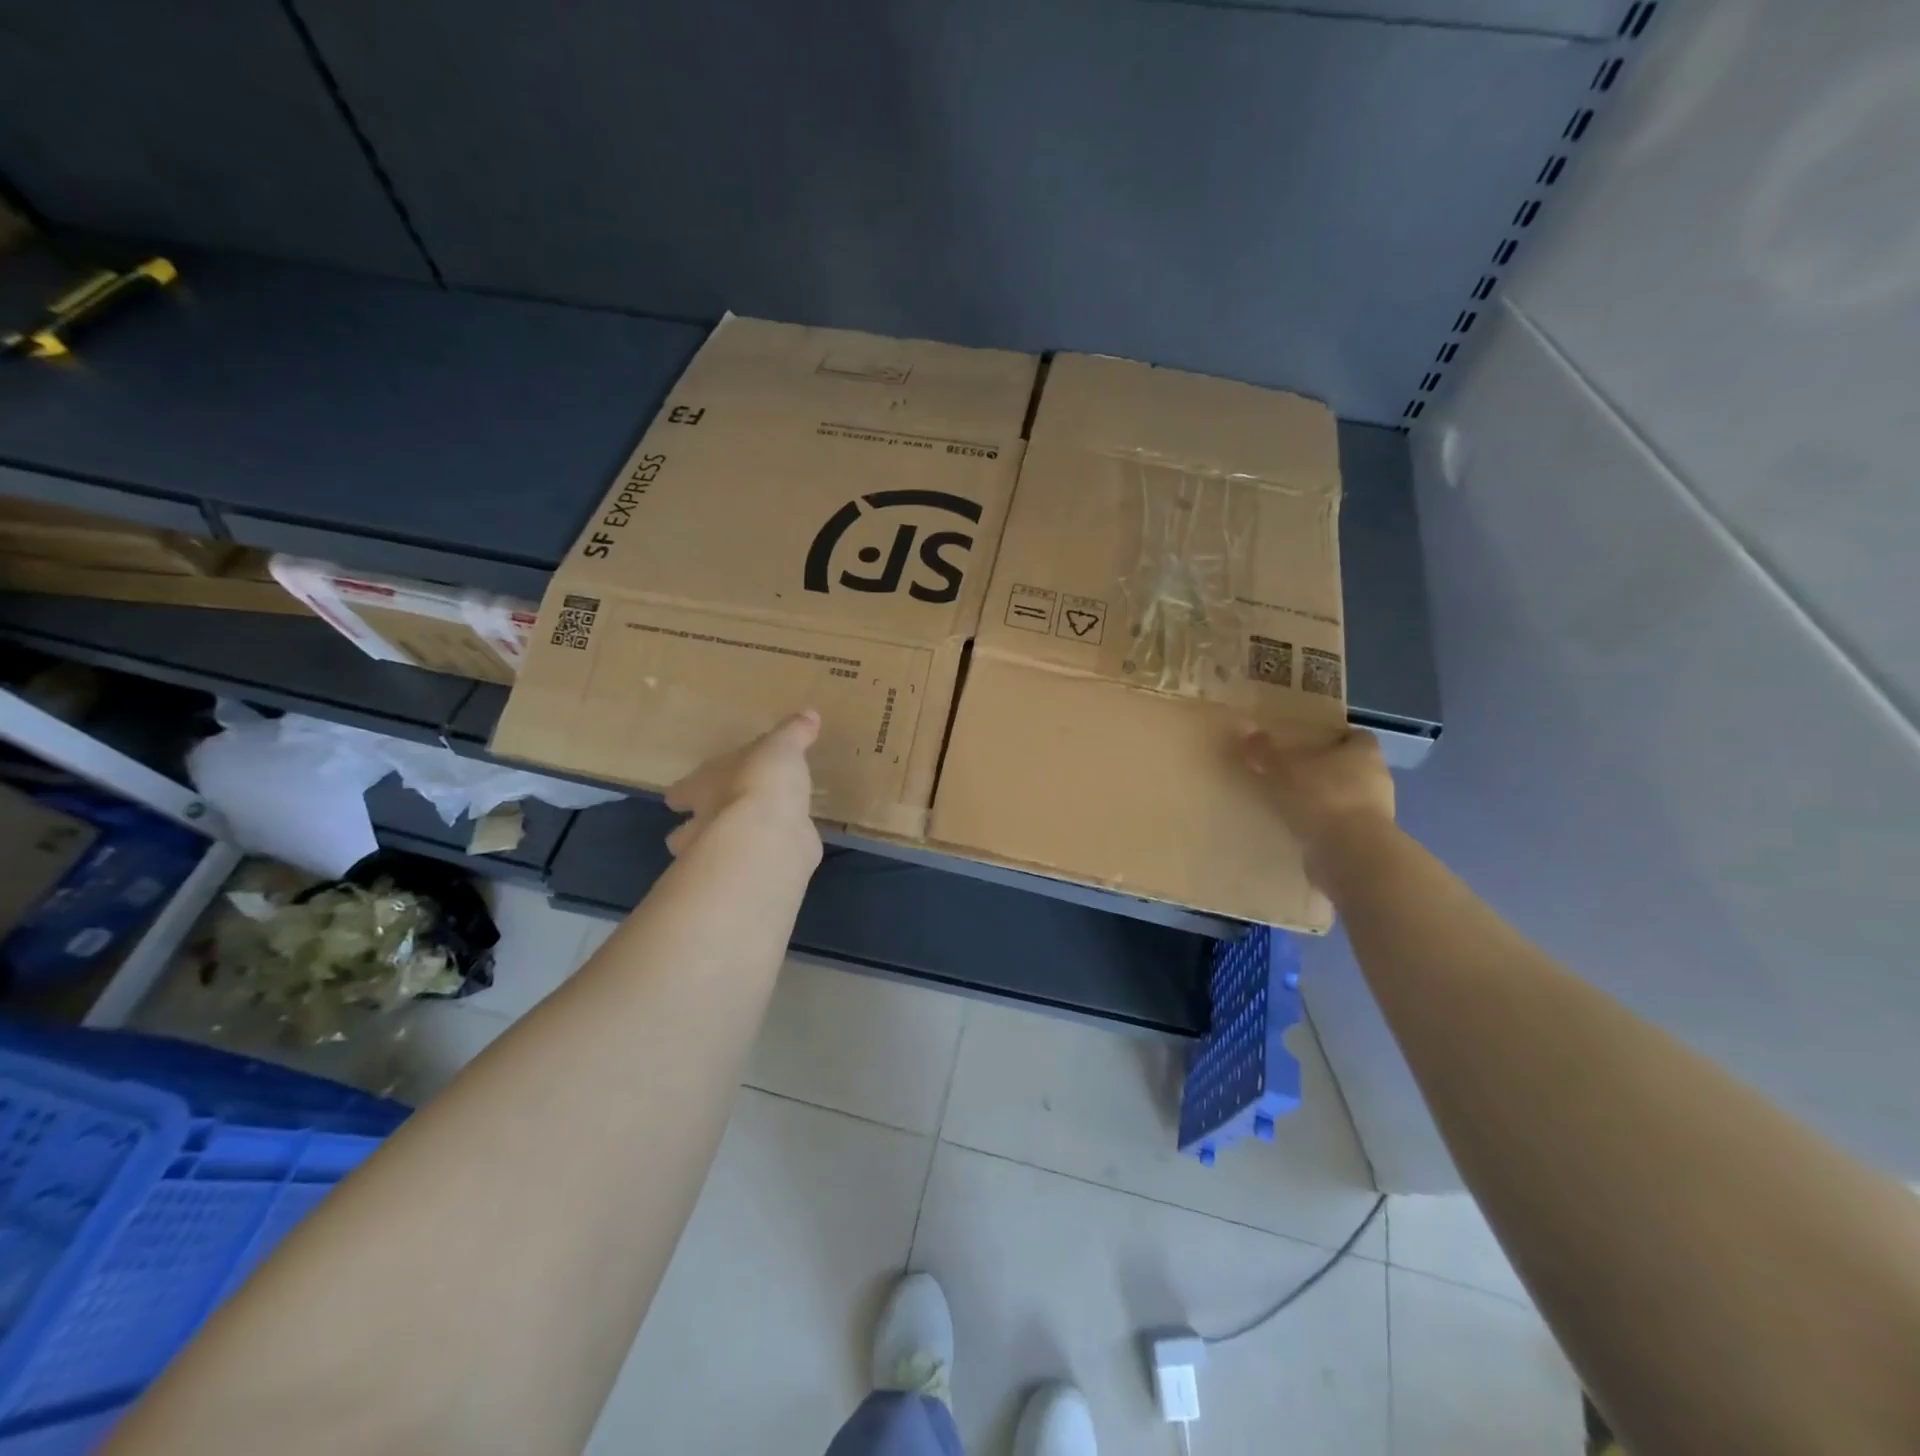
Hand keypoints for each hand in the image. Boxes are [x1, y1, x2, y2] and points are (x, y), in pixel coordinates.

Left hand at [664, 711, 822, 863]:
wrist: (769, 836)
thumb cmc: (762, 782)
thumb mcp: (782, 747)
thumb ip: (793, 733)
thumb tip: (809, 714)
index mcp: (703, 787)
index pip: (682, 790)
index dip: (684, 792)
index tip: (681, 797)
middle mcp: (704, 823)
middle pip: (684, 832)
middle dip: (695, 830)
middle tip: (713, 824)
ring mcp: (724, 855)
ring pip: (712, 855)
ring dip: (725, 850)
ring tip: (747, 842)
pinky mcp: (753, 873)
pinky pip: (756, 865)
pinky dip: (764, 859)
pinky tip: (781, 852)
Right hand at [1239, 728, 1395, 865]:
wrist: (1351, 854)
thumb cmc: (1322, 797)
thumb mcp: (1283, 769)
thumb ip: (1264, 750)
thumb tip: (1244, 727)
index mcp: (1365, 753)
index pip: (1356, 737)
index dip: (1335, 738)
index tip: (1310, 743)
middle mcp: (1377, 779)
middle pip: (1352, 768)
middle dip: (1326, 770)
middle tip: (1293, 772)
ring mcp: (1377, 814)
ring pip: (1348, 798)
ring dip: (1326, 800)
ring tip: (1293, 803)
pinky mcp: (1368, 842)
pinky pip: (1343, 827)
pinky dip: (1326, 827)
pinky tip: (1301, 830)